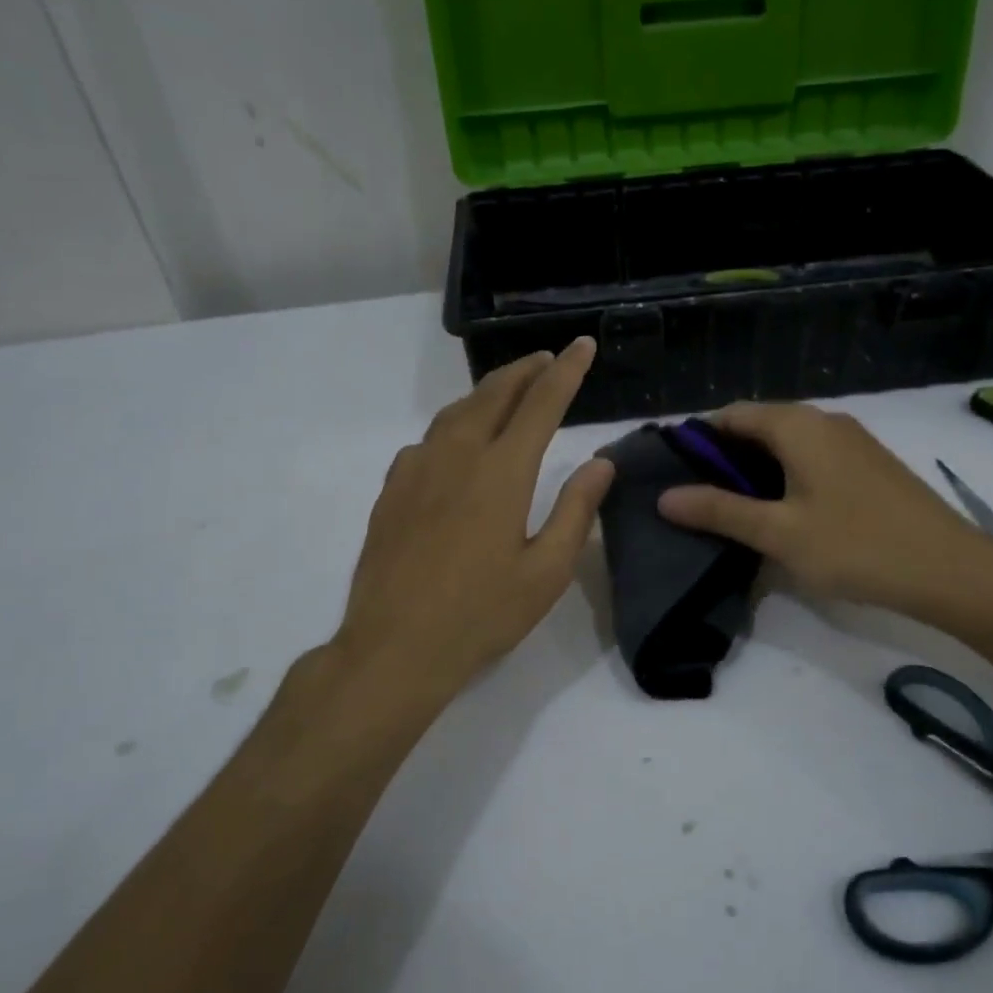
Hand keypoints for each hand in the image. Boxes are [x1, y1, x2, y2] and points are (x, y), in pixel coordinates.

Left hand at [331, 338, 613, 708]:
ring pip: (456, 412)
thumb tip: (600, 464)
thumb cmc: (481, 614)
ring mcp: (417, 470)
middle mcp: (457, 456)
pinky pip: (427, 441)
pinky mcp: (391, 490)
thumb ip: (575, 511)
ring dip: (487, 392)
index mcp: (502, 472)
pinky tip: (456, 444)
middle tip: (546, 359)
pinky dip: (453, 426)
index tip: (582, 345)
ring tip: (508, 390)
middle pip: (494, 394)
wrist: (395, 646)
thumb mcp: (546, 571)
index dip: (566, 371)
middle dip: (524, 370)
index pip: (541, 404)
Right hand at [656, 402, 992, 622]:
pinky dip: (787, 475)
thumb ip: (720, 511)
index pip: (733, 414)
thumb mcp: (778, 532)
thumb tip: (665, 497)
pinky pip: (813, 458)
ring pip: (788, 443)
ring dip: (756, 468)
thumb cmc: (856, 546)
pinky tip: (782, 512)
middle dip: (725, 456)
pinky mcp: (869, 465)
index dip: (699, 438)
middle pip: (760, 425)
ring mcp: (853, 442)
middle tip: (697, 497)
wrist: (949, 570)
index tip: (673, 471)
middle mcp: (825, 421)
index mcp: (798, 426)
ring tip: (732, 509)